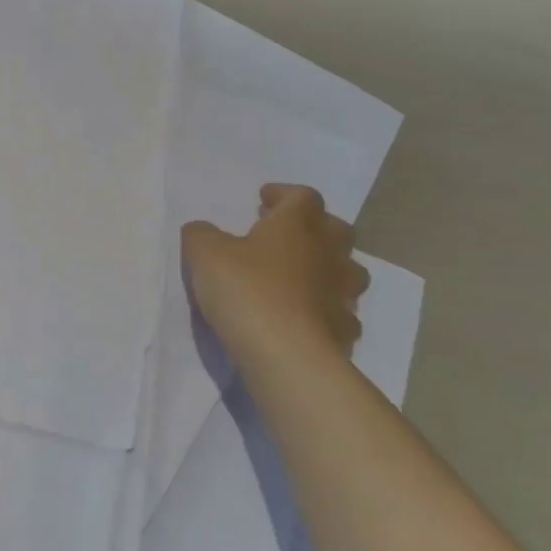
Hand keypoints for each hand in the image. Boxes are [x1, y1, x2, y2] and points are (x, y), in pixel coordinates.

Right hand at [182, 184, 369, 370]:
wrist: (287, 356)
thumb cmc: (247, 291)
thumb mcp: (205, 254)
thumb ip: (201, 235)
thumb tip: (202, 230)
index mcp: (296, 226)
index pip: (302, 196)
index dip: (284, 193)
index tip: (264, 199)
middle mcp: (327, 254)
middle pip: (337, 230)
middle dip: (315, 227)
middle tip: (287, 234)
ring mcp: (342, 295)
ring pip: (349, 272)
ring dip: (330, 268)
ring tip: (303, 277)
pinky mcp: (344, 332)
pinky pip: (343, 313)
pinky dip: (328, 311)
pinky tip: (308, 318)